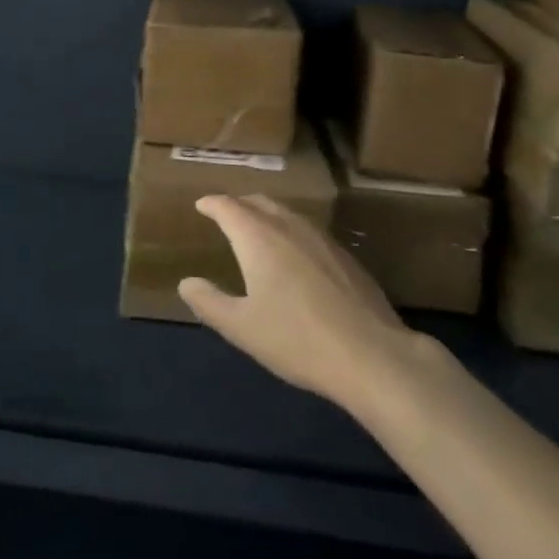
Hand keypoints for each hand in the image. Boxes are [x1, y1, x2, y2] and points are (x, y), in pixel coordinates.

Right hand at [179, 195, 415, 409]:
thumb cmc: (296, 339)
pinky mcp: (346, 257)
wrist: (371, 355)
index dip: (212, 204)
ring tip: (258, 231)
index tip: (201, 205)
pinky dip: (291, 232)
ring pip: (287, 214)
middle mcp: (289, 227)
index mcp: (258, 238)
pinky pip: (308, 231)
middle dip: (239, 205)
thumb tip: (186, 282)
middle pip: (259, 203)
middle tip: (226, 214)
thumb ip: (209, 302)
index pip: (229, 207)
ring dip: (267, 215)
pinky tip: (295, 257)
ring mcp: (322, 239)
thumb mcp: (241, 327)